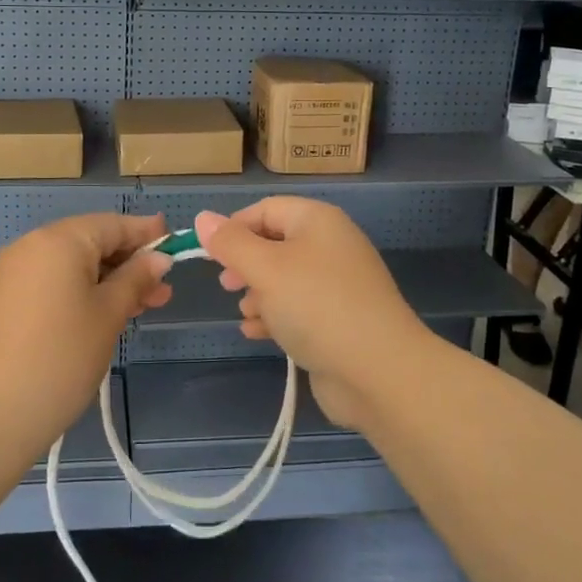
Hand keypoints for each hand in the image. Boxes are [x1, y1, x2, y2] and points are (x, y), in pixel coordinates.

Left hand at [0, 212, 172, 461]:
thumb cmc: (61, 358)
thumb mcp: (108, 316)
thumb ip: (136, 279)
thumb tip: (159, 259)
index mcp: (58, 240)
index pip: (112, 224)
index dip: (146, 234)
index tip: (175, 242)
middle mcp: (32, 245)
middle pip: (91, 242)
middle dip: (129, 263)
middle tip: (163, 291)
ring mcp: (13, 272)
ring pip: (72, 265)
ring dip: (108, 280)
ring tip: (143, 307)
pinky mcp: (4, 298)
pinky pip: (52, 281)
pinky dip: (81, 291)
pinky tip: (105, 314)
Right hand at [194, 199, 432, 429]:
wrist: (379, 372)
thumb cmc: (317, 306)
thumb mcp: (265, 269)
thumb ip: (231, 243)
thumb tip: (202, 218)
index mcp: (318, 221)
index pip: (266, 208)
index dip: (234, 227)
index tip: (209, 255)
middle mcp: (330, 246)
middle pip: (275, 243)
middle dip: (245, 263)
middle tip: (226, 284)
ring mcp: (338, 285)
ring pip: (285, 279)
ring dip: (258, 293)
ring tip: (245, 313)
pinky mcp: (339, 320)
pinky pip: (298, 308)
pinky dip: (275, 316)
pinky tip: (256, 333)